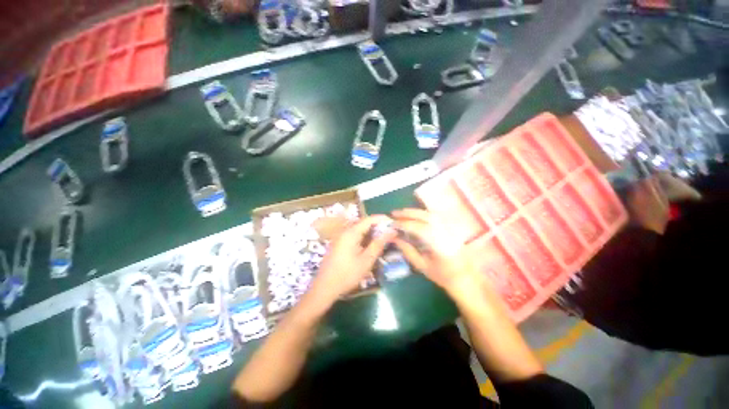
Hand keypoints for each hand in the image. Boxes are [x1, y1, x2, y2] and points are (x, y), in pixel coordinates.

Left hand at [308, 215, 394, 305]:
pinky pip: (354, 235)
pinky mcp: (339, 244)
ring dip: (372, 232)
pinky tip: (370, 246)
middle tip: (391, 233)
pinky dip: (364, 238)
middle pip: (364, 223)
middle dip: (378, 226)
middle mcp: (345, 231)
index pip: (369, 219)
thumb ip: (379, 243)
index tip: (394, 224)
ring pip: (359, 230)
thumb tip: (392, 231)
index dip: (382, 219)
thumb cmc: (347, 274)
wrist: (325, 287)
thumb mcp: (367, 260)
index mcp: (351, 232)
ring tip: (383, 239)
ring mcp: (341, 237)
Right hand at [391, 209, 484, 297]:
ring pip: (430, 214)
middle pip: (424, 216)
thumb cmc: (442, 275)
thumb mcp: (422, 266)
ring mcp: (449, 228)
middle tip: (394, 213)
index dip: (402, 224)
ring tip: (402, 213)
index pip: (417, 227)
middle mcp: (444, 232)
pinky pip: (435, 216)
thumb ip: (407, 250)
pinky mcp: (450, 227)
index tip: (391, 223)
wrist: (465, 277)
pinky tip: (415, 215)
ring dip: (414, 211)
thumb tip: (394, 238)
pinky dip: (423, 213)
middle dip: (407, 213)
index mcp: (438, 244)